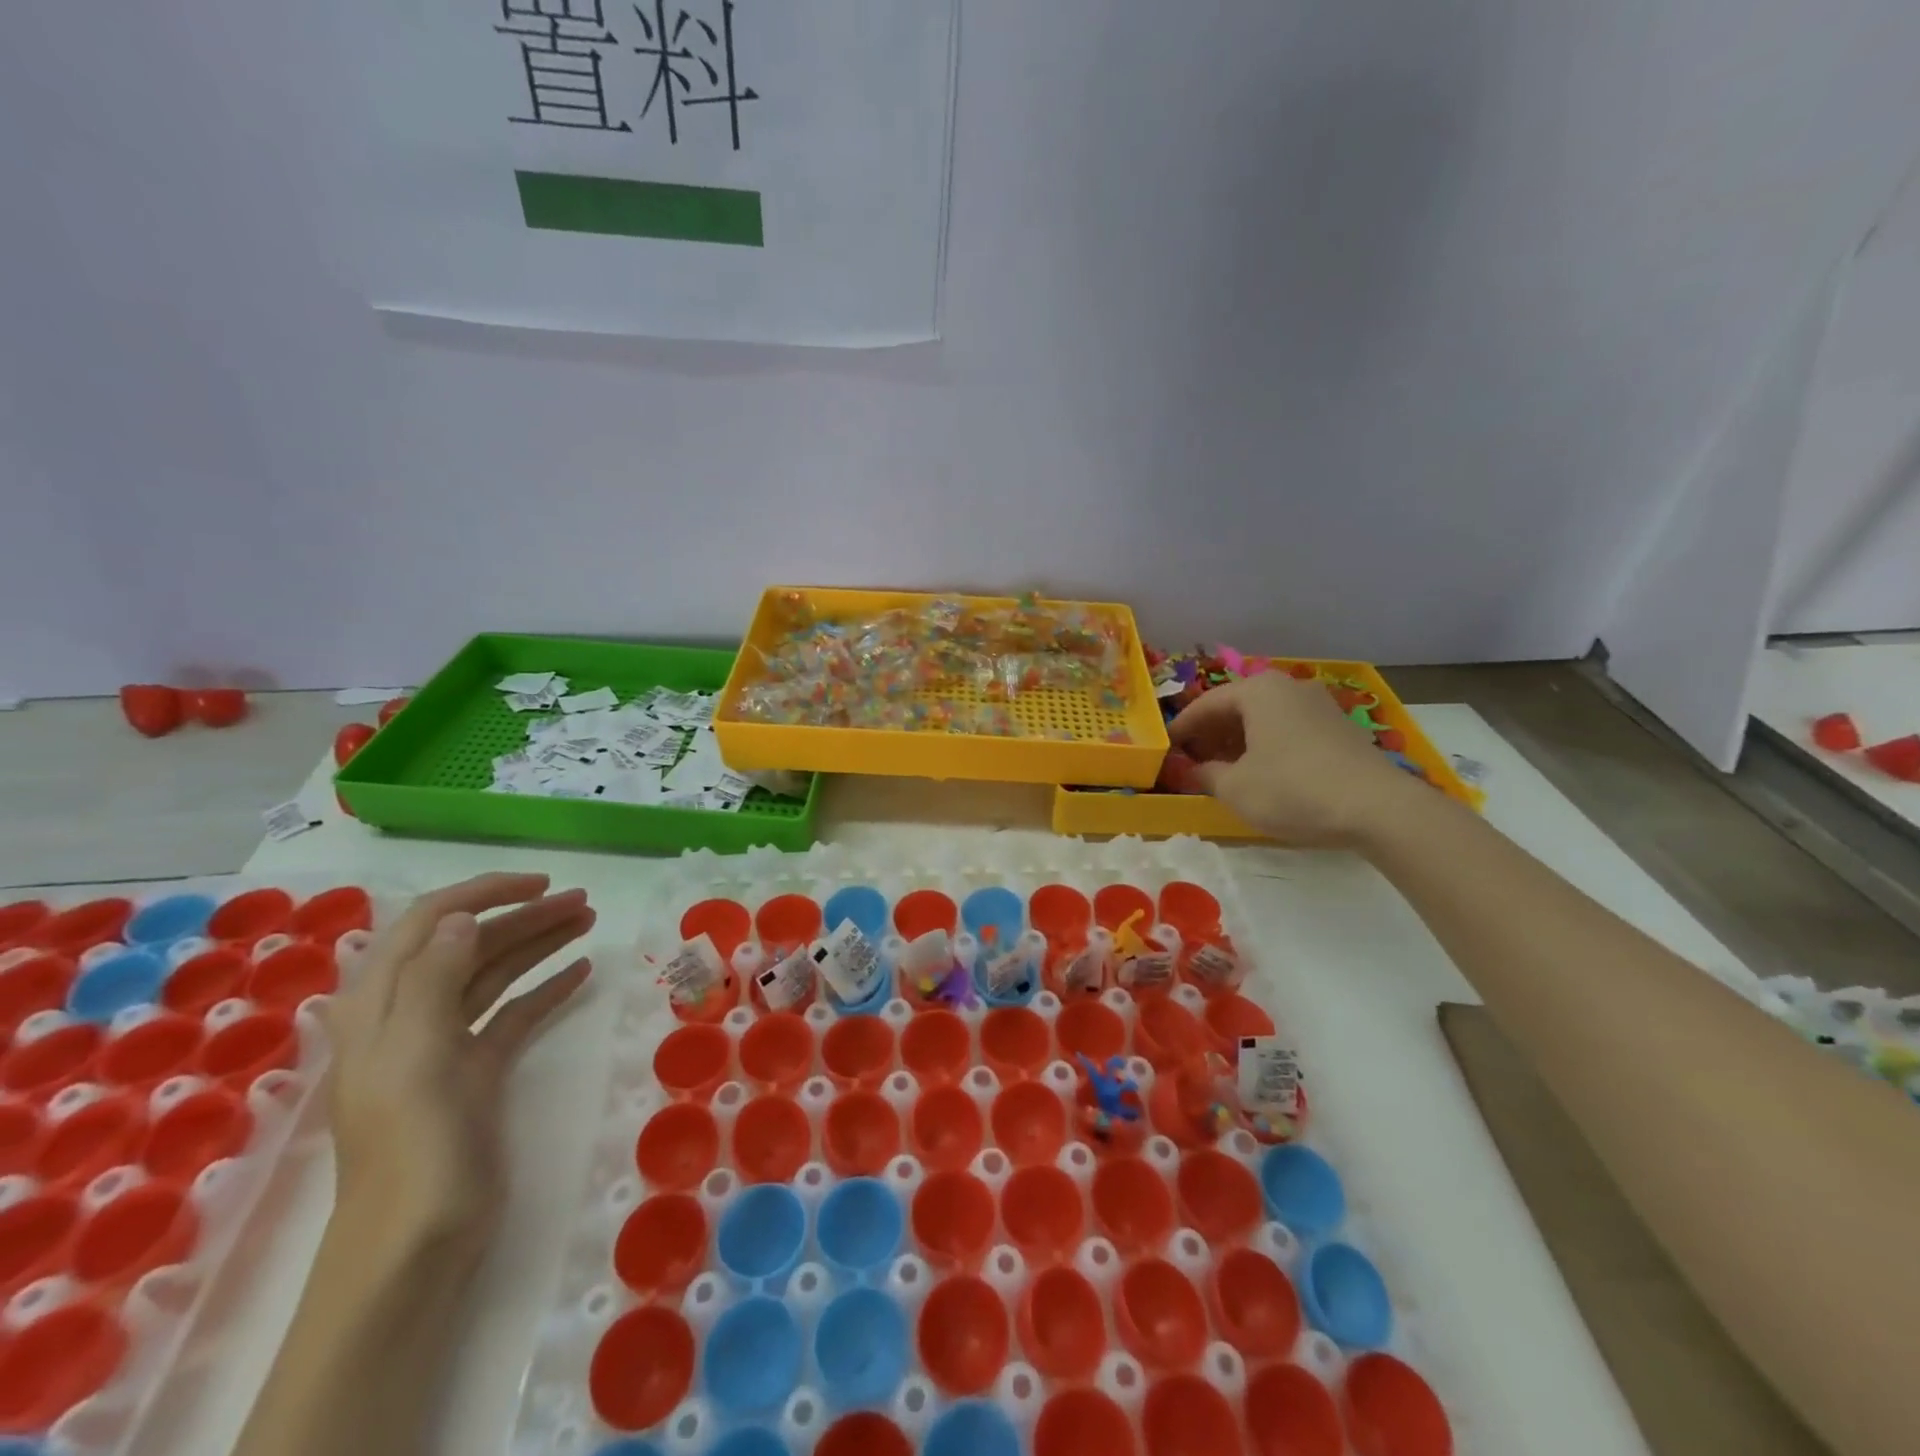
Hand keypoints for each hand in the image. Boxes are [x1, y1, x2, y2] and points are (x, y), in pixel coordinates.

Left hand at [320, 873, 594, 1253]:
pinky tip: (581, 972)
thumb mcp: (417, 1056)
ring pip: (494, 975)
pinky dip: (545, 989)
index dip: (482, 894)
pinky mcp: (476, 1073)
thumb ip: (433, 979)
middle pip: (469, 946)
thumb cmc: (414, 1145)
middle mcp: (409, 1016)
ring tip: (589, 921)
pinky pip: (513, 1014)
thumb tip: (463, 918)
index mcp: (381, 1005)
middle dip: (524, 917)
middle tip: (584, 903)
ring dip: (539, 944)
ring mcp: (444, 1045)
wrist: (416, 1245)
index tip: (540, 884)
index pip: (428, 923)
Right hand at [1167, 671, 1418, 846]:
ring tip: (1223, 768)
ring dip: (1239, 739)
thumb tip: (1193, 770)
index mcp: (1258, 691)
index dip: (1183, 728)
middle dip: (1212, 732)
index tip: (1167, 748)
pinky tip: (1261, 771)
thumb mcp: (1235, 788)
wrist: (1377, 808)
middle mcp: (1288, 687)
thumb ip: (1205, 775)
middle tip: (1192, 758)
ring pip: (1264, 717)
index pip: (1207, 704)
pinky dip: (1266, 744)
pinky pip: (1288, 728)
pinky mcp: (1338, 727)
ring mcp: (1318, 704)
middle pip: (1237, 706)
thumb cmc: (1293, 790)